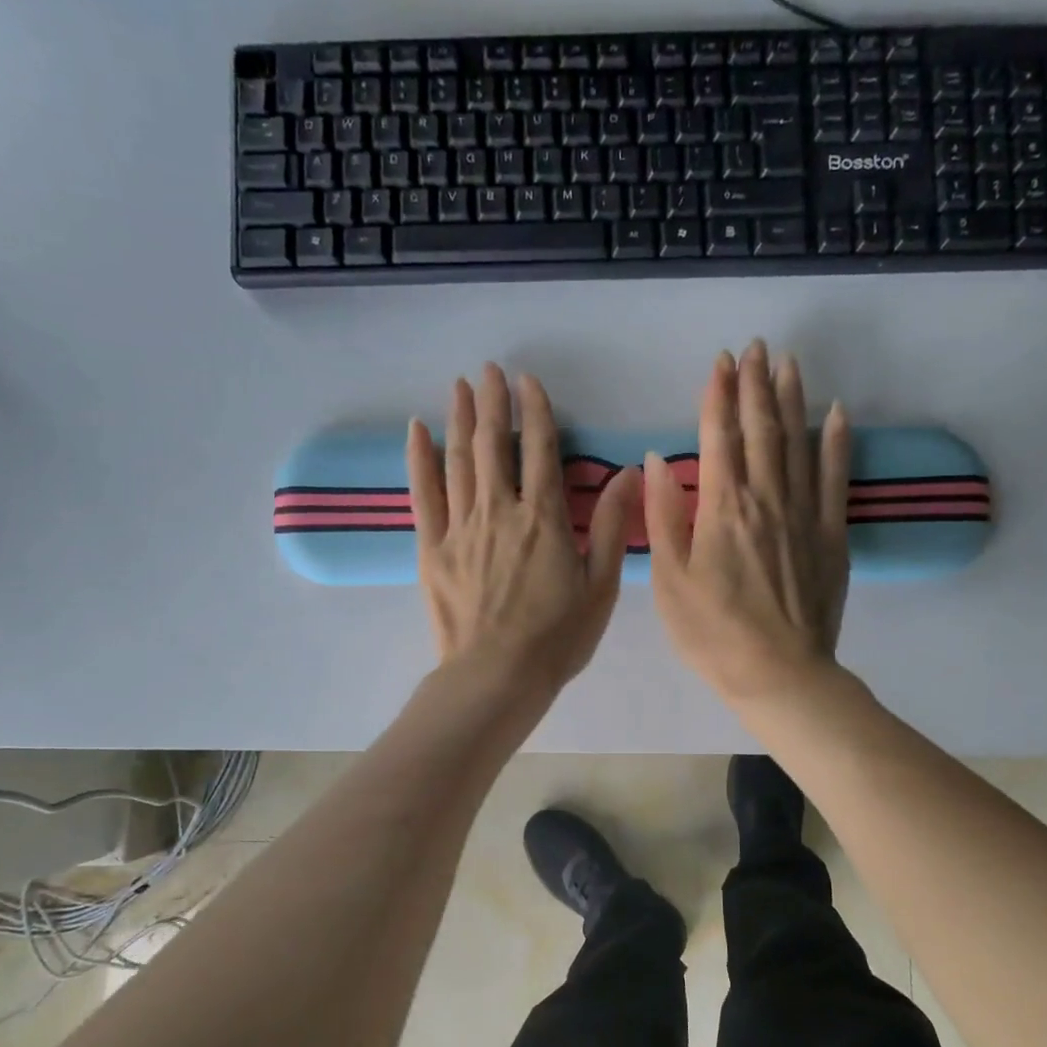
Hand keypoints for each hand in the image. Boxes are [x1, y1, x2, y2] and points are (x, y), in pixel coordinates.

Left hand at [408, 365, 638, 696]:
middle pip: (493, 445)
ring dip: (459, 420)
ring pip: (459, 461)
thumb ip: (610, 526)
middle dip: (492, 403)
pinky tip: (417, 430)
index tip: (528, 380)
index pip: (539, 450)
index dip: (535, 411)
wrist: (496, 677)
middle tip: (488, 370)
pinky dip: (419, 460)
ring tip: (459, 386)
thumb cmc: (557, 638)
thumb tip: (629, 473)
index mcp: (543, 519)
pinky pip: (423, 495)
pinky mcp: (432, 548)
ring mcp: (461, 528)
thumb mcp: (600, 586)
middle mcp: (500, 511)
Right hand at [646, 341, 850, 704]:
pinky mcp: (832, 536)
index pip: (719, 437)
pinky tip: (836, 414)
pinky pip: (836, 479)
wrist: (778, 674)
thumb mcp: (669, 580)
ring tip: (788, 363)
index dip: (718, 396)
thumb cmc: (712, 632)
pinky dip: (836, 443)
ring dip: (792, 400)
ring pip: (798, 444)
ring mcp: (805, 515)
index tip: (720, 361)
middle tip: (756, 347)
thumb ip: (663, 516)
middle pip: (762, 430)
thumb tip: (658, 460)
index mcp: (722, 508)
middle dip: (756, 385)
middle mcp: (766, 499)